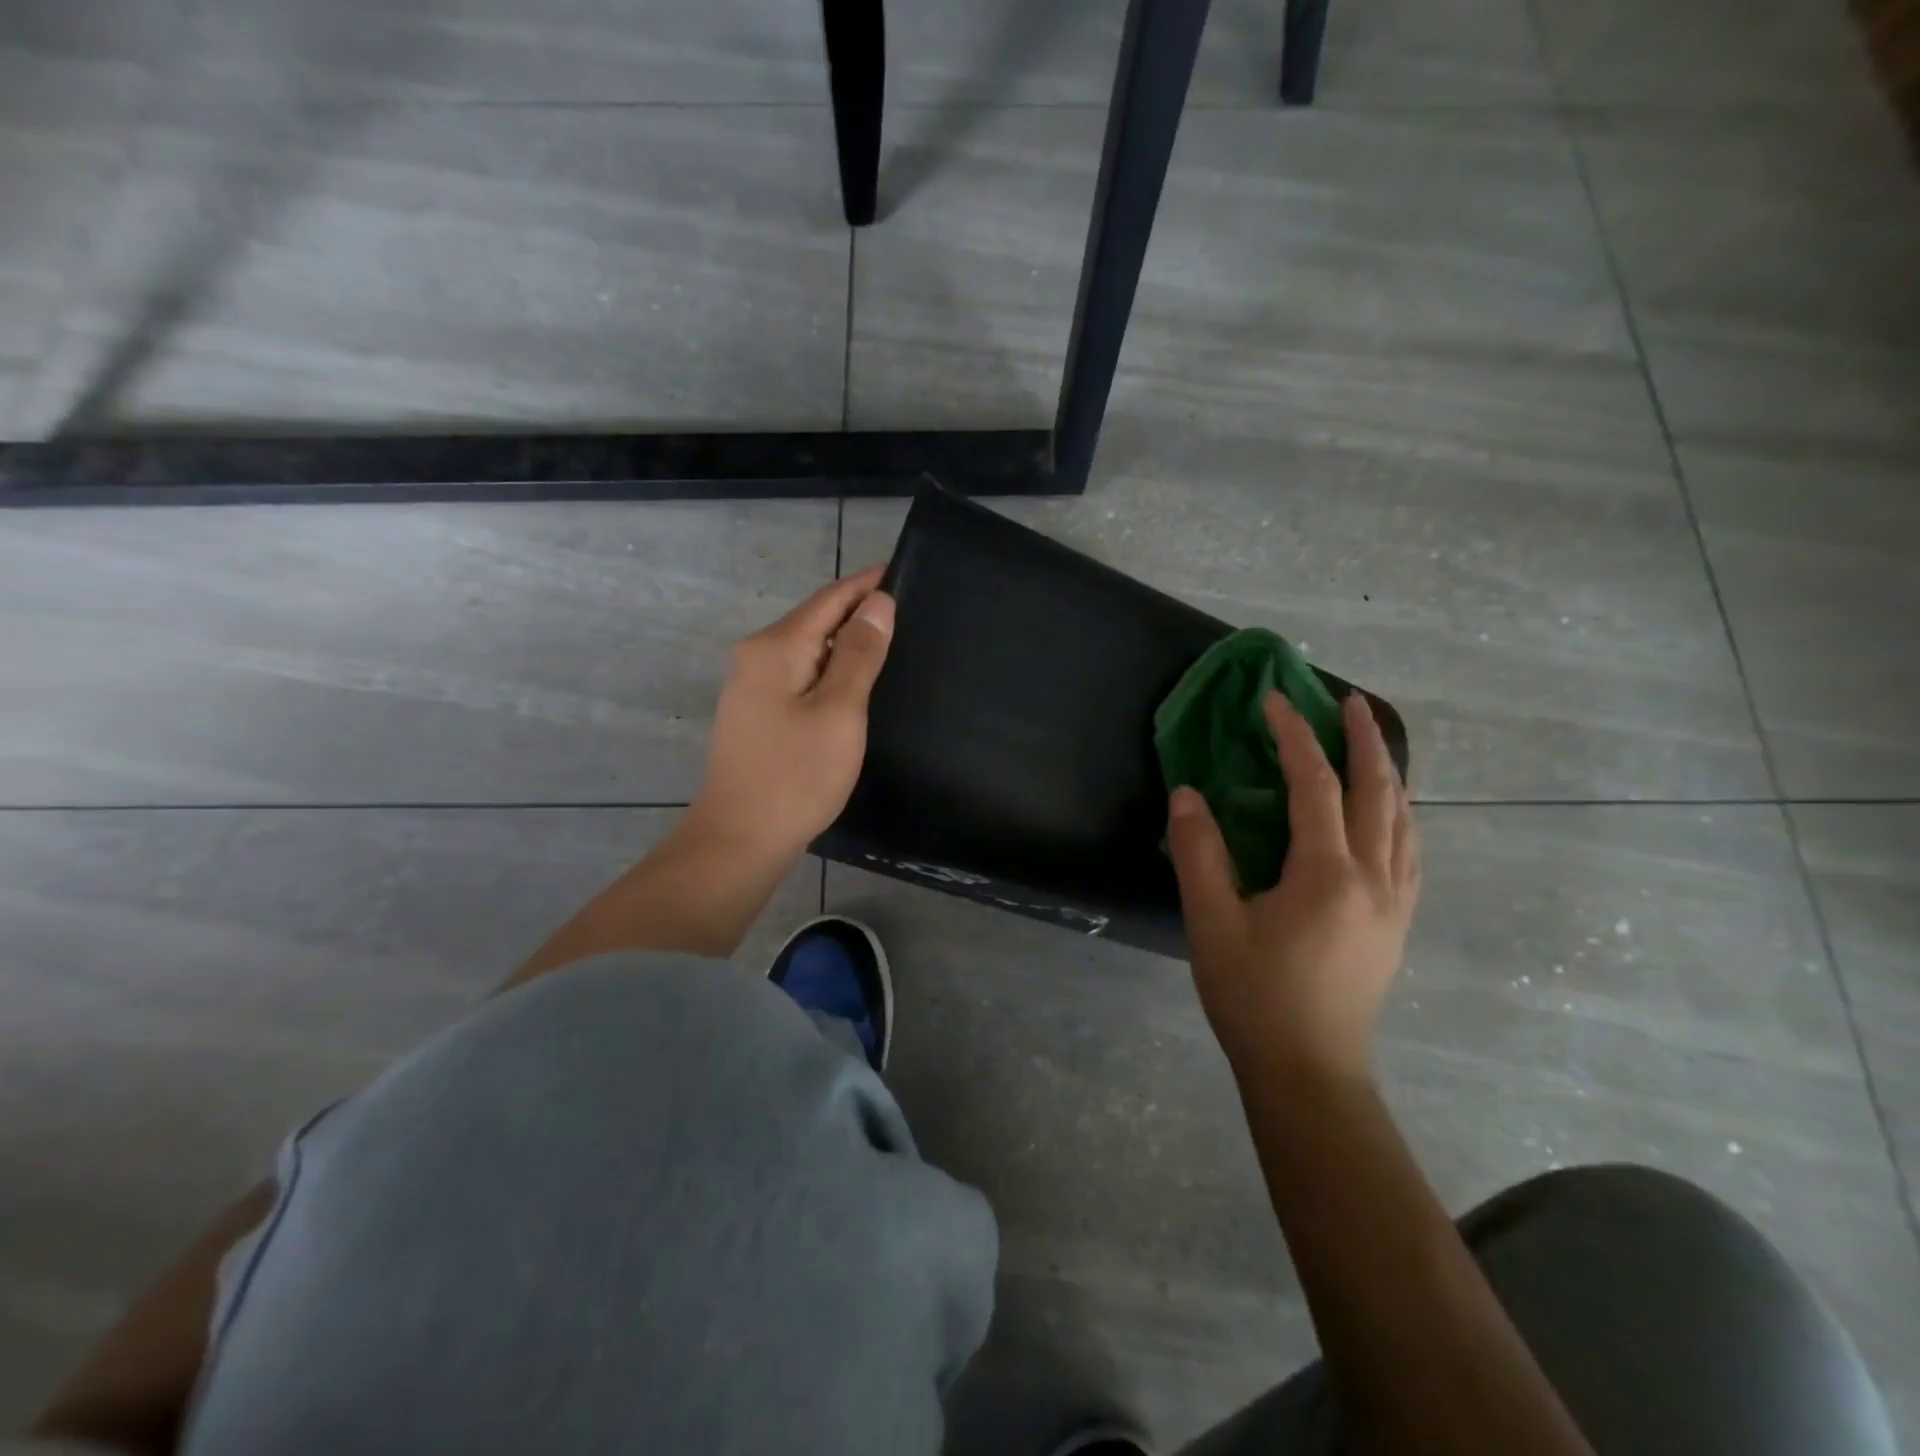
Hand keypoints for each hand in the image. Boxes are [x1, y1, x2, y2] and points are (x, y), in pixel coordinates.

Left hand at [686, 565, 895, 870]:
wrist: (740, 838)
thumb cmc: (796, 774)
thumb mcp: (839, 711)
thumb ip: (859, 653)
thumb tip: (878, 603)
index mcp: (776, 647)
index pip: (830, 599)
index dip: (867, 585)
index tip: (902, 572)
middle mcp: (757, 656)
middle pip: (815, 620)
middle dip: (858, 612)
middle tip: (909, 613)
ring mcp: (751, 686)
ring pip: (808, 649)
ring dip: (845, 643)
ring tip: (890, 645)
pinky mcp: (756, 713)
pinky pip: (799, 675)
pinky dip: (829, 671)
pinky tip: (853, 685)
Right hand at [1167, 691, 1420, 1084]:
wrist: (1308, 1071)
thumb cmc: (1254, 996)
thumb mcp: (1211, 923)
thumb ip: (1199, 853)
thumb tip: (1188, 794)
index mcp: (1327, 874)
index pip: (1315, 785)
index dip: (1293, 737)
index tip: (1273, 701)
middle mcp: (1374, 879)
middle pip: (1378, 792)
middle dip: (1363, 740)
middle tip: (1346, 701)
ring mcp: (1395, 903)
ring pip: (1404, 820)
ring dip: (1388, 773)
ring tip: (1370, 742)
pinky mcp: (1397, 924)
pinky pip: (1410, 851)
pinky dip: (1399, 814)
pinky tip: (1387, 813)